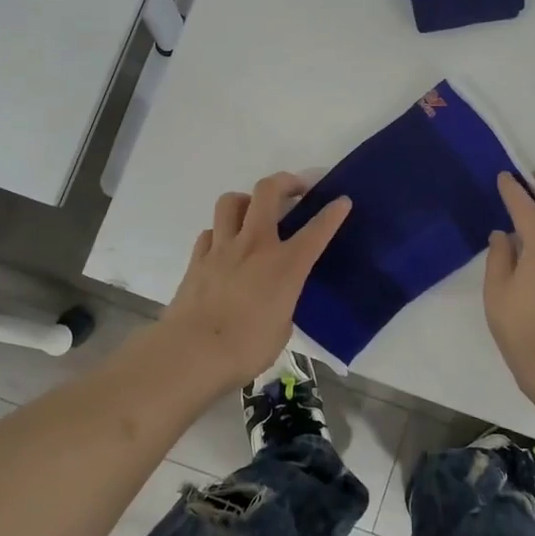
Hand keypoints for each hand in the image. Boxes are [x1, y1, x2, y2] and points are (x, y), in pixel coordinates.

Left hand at [160, 172, 350, 389]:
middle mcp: (254, 245)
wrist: (192, 353)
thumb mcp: (282, 327)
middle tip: (295, 190)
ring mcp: (222, 248)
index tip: (342, 201)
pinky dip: (221, 232)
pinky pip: (210, 231)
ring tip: (253, 213)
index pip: (316, 231)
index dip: (333, 213)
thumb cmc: (246, 348)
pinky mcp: (197, 259)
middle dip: (286, 182)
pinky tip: (225, 247)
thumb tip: (276, 298)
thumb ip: (283, 302)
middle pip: (267, 192)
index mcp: (285, 265)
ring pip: (231, 201)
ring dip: (247, 201)